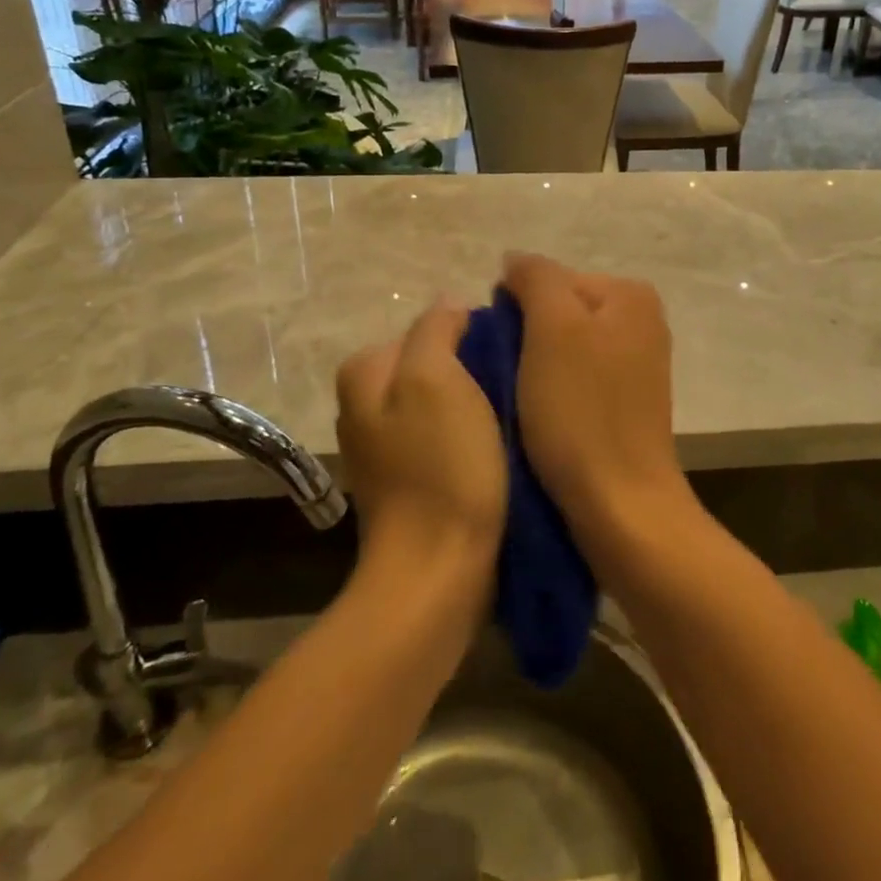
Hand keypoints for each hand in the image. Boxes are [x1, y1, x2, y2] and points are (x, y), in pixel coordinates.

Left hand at [335, 304, 506, 583]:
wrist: (438, 573)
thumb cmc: (441, 466)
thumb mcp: (436, 378)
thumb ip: (437, 329)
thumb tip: (450, 307)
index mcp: (365, 372)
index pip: (430, 327)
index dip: (473, 336)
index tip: (507, 358)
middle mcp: (365, 405)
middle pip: (435, 363)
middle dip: (474, 369)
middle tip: (515, 387)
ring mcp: (386, 446)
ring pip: (444, 400)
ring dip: (477, 404)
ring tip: (513, 417)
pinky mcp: (411, 478)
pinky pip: (447, 436)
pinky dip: (472, 437)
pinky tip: (498, 450)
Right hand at [500, 253, 692, 538]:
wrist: (620, 505)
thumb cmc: (581, 410)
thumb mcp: (551, 327)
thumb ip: (535, 278)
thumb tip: (515, 260)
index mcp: (630, 295)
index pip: (551, 279)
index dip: (516, 309)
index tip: (501, 351)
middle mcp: (642, 321)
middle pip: (560, 312)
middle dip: (527, 338)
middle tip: (505, 376)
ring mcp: (638, 364)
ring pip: (565, 348)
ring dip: (536, 368)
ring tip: (519, 399)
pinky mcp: (627, 403)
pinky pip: (578, 380)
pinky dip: (554, 392)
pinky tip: (540, 417)